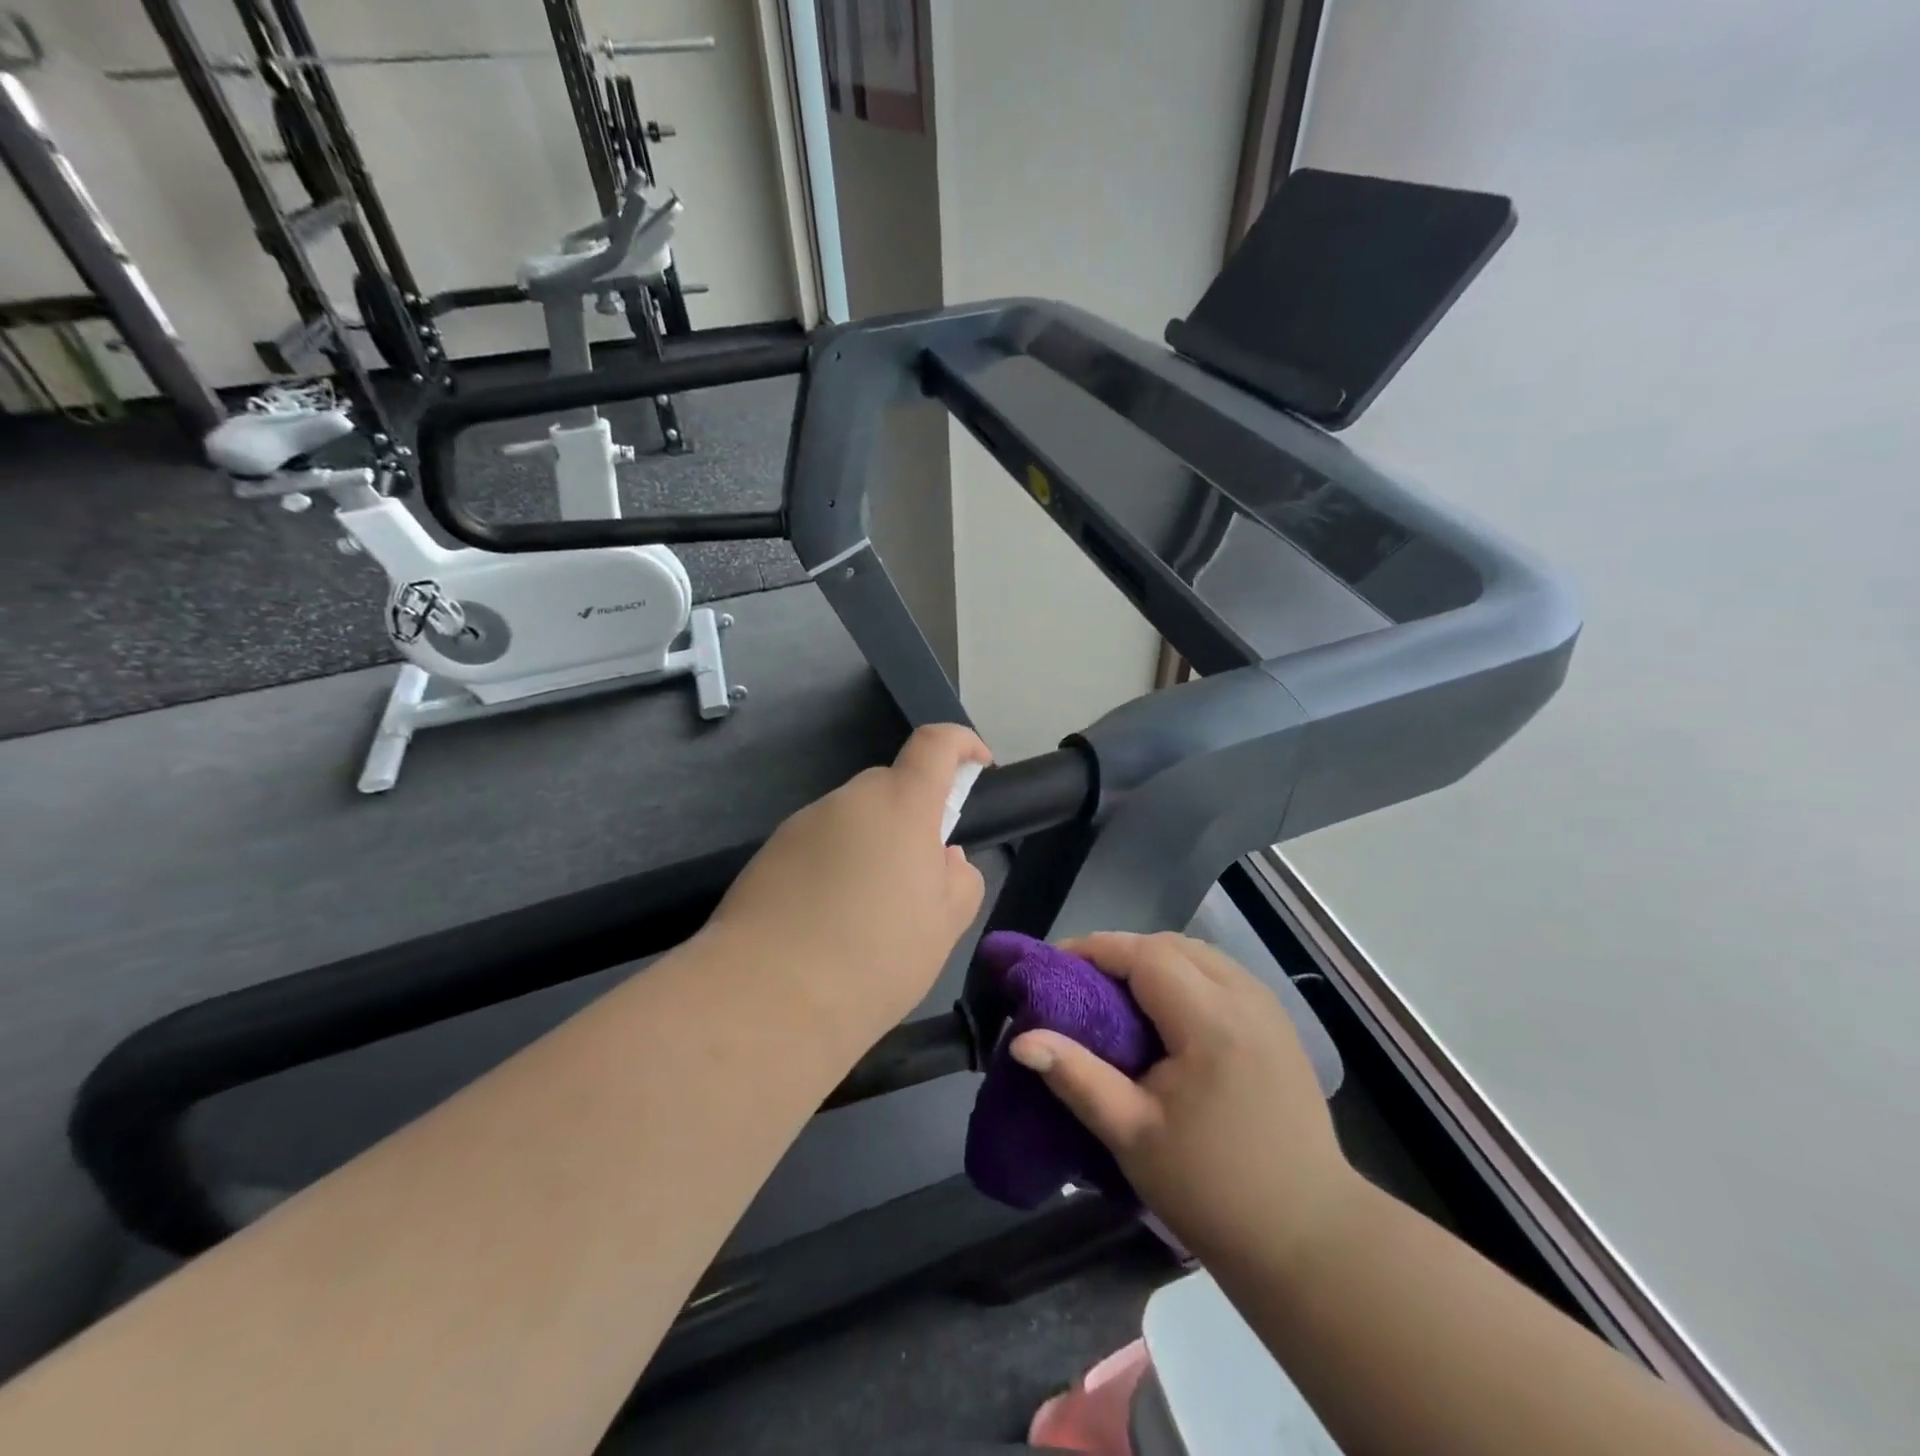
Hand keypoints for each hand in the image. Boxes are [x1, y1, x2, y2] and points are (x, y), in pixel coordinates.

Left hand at [708, 724, 991, 1042]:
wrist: (766, 998)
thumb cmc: (875, 958)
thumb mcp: (944, 926)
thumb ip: (960, 880)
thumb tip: (944, 857)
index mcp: (901, 805)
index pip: (935, 743)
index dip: (962, 743)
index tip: (978, 765)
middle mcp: (849, 800)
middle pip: (891, 788)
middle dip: (914, 818)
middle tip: (919, 879)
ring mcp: (802, 824)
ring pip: (853, 820)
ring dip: (872, 848)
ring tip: (868, 915)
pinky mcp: (768, 853)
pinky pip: (818, 846)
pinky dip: (834, 868)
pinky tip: (827, 923)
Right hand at [1010, 932, 1359, 1271]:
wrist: (1309, 1239)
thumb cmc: (1213, 1190)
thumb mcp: (1132, 1135)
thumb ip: (1076, 1077)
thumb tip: (1021, 1041)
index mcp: (1212, 1022)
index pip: (1146, 954)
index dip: (1096, 948)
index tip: (1054, 963)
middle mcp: (1246, 999)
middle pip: (1173, 945)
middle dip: (1122, 952)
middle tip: (1081, 982)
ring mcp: (1269, 1009)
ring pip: (1200, 955)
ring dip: (1154, 961)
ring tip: (1117, 995)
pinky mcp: (1279, 1025)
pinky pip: (1222, 976)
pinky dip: (1184, 976)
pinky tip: (1165, 1013)